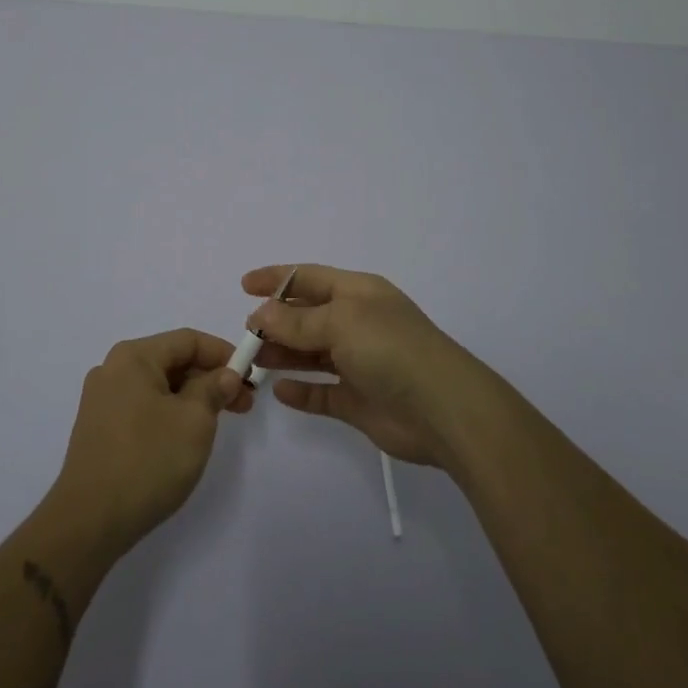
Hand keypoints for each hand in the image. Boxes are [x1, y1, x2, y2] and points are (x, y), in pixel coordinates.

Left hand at [49, 329, 252, 554]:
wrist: (89, 521)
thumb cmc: (148, 461)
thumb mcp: (194, 421)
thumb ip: (214, 389)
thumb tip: (224, 375)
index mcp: (133, 357)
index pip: (188, 340)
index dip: (224, 354)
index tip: (250, 376)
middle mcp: (113, 369)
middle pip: (172, 361)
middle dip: (210, 378)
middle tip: (243, 404)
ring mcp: (102, 400)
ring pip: (158, 386)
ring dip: (192, 398)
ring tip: (218, 423)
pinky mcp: (99, 429)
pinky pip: (142, 407)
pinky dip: (169, 413)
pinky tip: (184, 438)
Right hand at [244, 264, 494, 469]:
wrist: (443, 409)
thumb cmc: (390, 349)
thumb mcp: (341, 322)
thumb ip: (297, 320)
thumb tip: (261, 313)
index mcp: (358, 293)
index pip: (310, 278)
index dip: (277, 279)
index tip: (244, 286)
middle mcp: (358, 323)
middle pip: (307, 317)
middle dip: (276, 322)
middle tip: (246, 335)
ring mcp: (359, 363)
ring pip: (311, 354)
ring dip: (283, 355)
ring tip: (254, 361)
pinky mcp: (359, 400)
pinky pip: (322, 392)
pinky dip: (301, 391)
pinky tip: (279, 392)